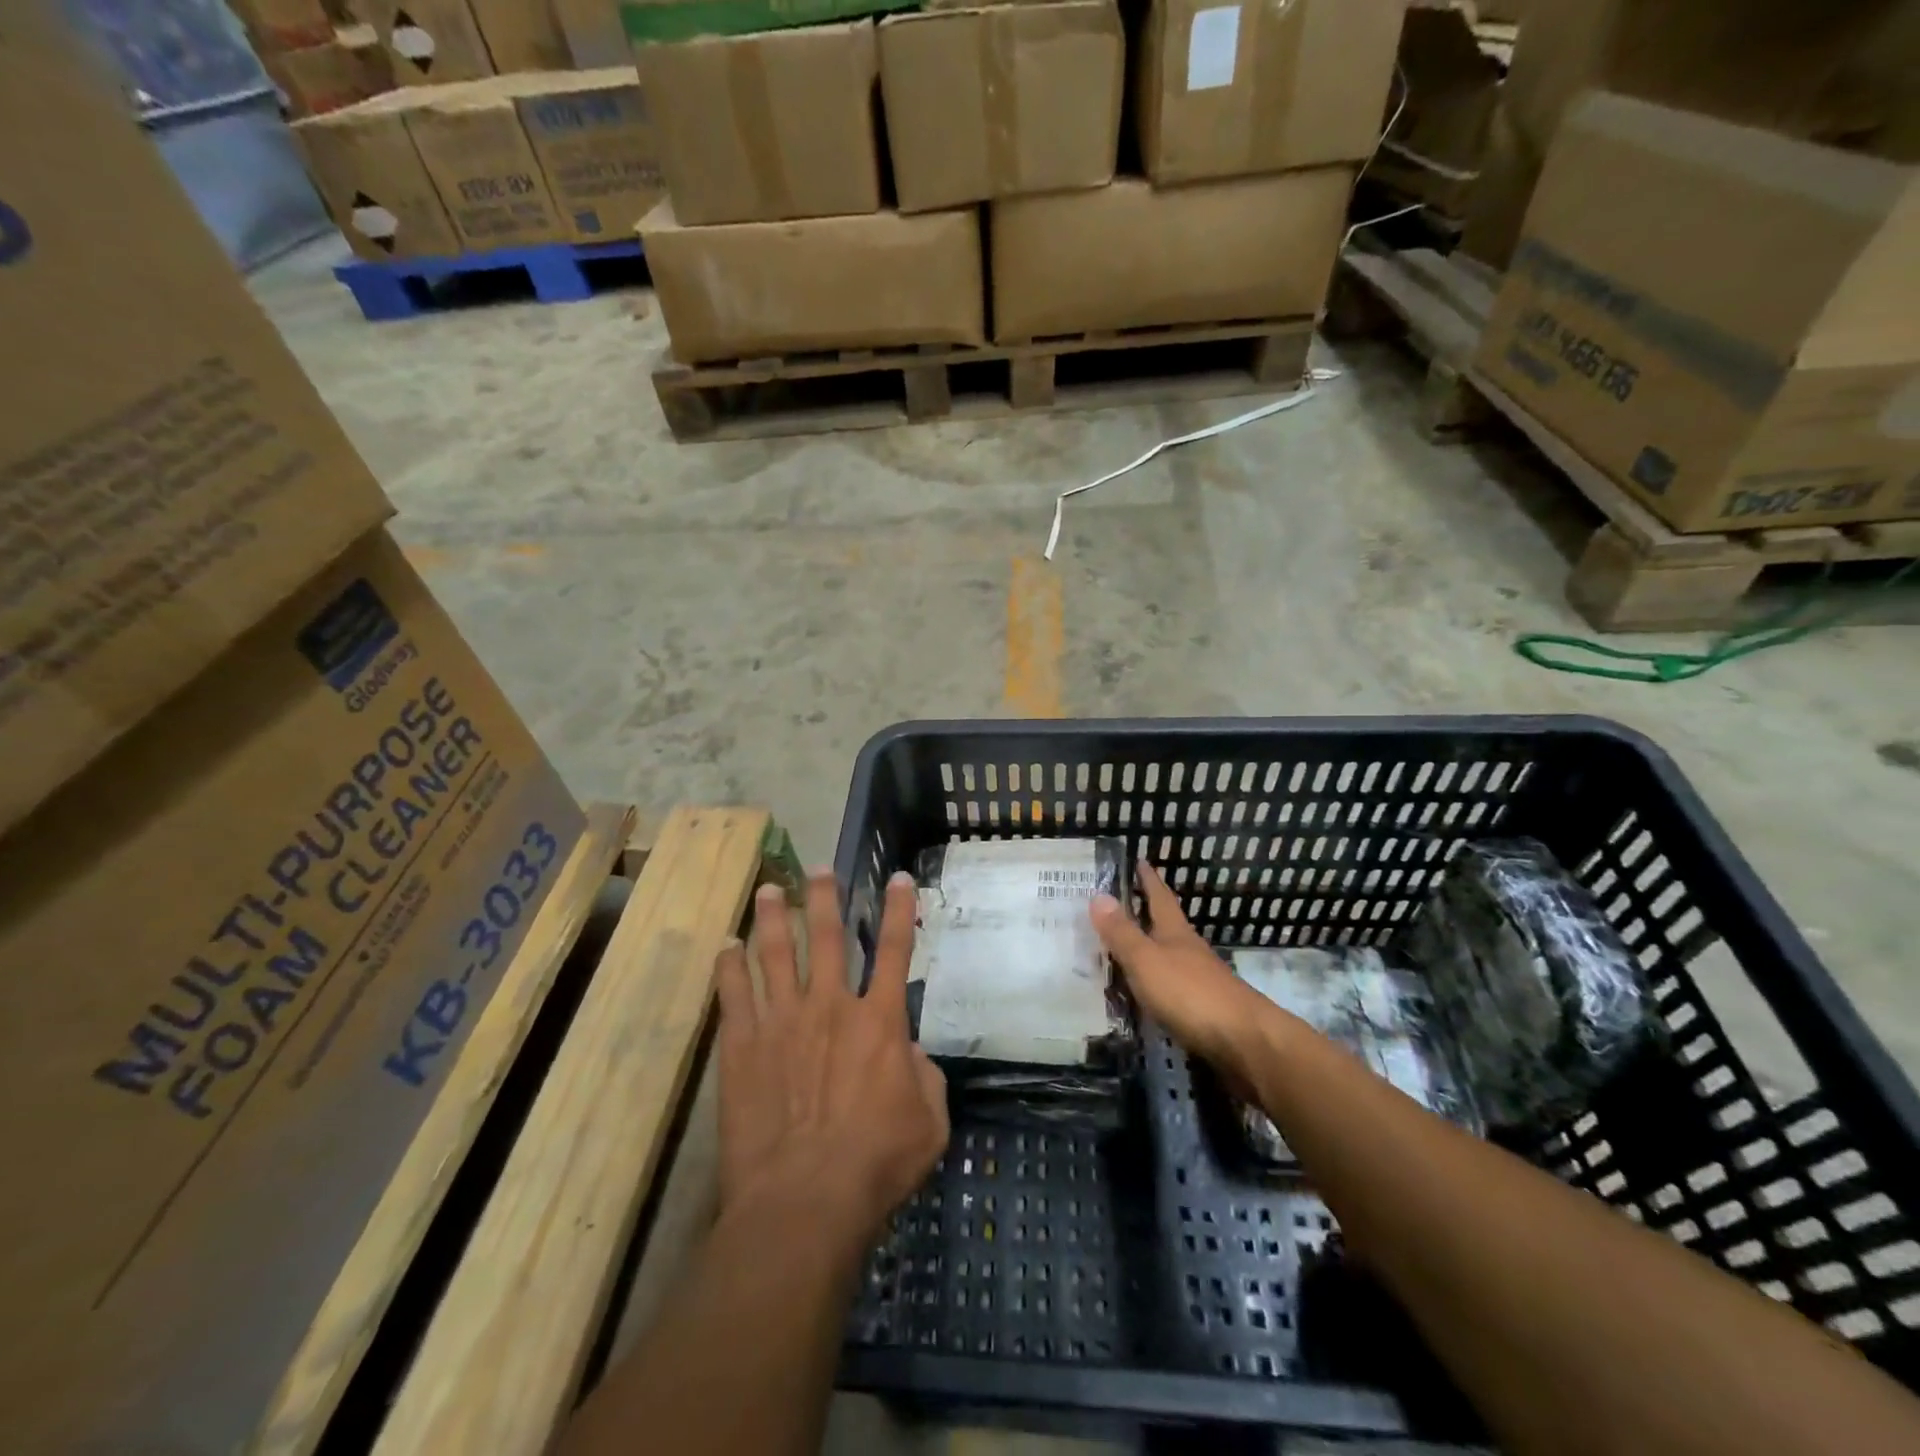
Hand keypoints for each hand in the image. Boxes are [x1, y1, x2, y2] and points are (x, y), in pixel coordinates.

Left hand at [714, 870, 948, 1257]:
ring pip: (777, 954)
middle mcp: (832, 1006)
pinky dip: (730, 967)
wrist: (804, 1200)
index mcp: (880, 1021)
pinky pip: (735, 994)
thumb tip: (909, 1052)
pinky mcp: (743, 1045)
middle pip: (829, 937)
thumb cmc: (876, 1164)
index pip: (895, 949)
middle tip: (818, 869)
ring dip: (774, 918)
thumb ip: (925, 1077)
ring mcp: (783, 1021)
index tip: (895, 877)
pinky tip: (726, 947)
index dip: (898, 909)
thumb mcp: (930, 1122)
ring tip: (769, 889)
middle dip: (825, 898)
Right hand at [1091, 861, 1273, 1080]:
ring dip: (1152, 949)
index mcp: (1175, 934)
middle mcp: (1190, 952)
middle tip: (1126, 902)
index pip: (1160, 898)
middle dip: (1149, 913)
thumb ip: (1122, 932)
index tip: (1141, 860)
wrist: (1246, 1043)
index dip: (1149, 880)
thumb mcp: (1146, 960)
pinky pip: (1174, 987)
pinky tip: (1148, 993)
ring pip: (1171, 957)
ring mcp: (1201, 981)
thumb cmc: (1190, 993)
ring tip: (1127, 948)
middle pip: (1168, 926)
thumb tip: (1098, 894)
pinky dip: (1157, 983)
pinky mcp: (1205, 1010)